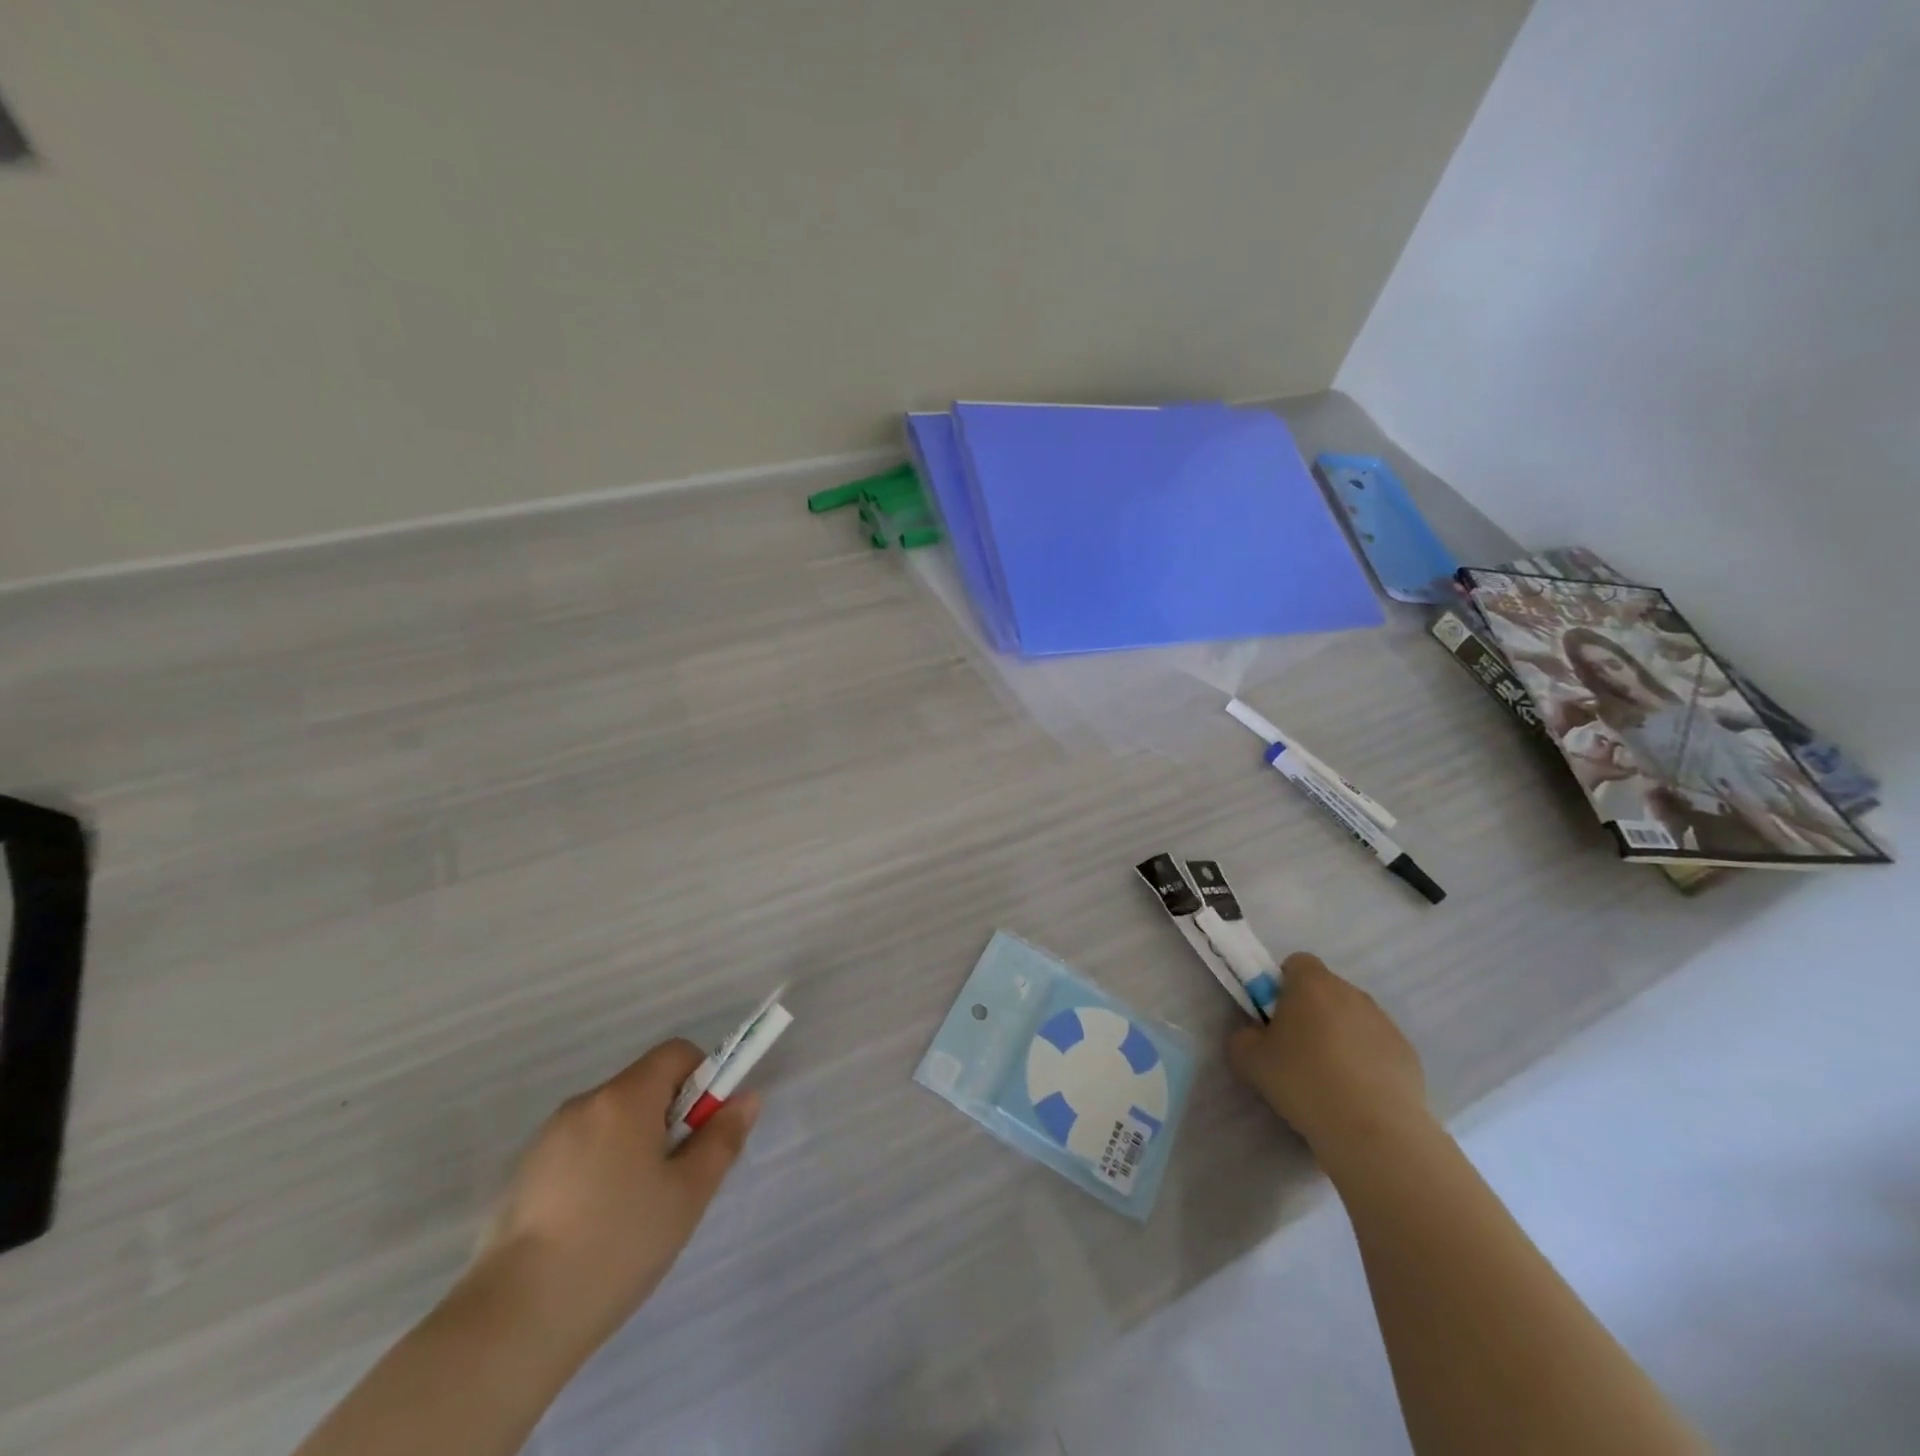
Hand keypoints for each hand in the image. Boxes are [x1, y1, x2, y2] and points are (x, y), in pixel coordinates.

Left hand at [472, 1039, 758, 1355]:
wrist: (513, 1321)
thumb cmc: (618, 1244)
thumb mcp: (688, 1194)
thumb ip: (721, 1139)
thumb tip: (746, 1098)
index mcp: (625, 1098)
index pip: (676, 1053)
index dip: (703, 1078)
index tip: (705, 1128)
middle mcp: (584, 1104)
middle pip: (642, 1087)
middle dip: (668, 1119)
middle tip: (676, 1178)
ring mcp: (547, 1139)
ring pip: (610, 1123)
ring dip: (633, 1146)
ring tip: (634, 1212)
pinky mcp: (522, 1176)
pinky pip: (578, 1151)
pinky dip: (598, 1170)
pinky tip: (594, 1228)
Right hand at [1227, 953, 1430, 1169]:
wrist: (1373, 1130)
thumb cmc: (1304, 1082)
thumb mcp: (1249, 1059)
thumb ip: (1244, 1036)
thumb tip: (1256, 1035)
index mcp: (1312, 984)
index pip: (1296, 963)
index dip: (1282, 985)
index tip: (1276, 1017)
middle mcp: (1351, 993)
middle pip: (1326, 991)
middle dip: (1311, 1012)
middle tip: (1296, 1051)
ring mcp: (1384, 1022)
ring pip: (1353, 1019)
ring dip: (1340, 1036)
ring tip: (1329, 1079)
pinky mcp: (1408, 1053)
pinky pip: (1377, 1046)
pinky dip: (1366, 1061)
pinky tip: (1358, 1094)